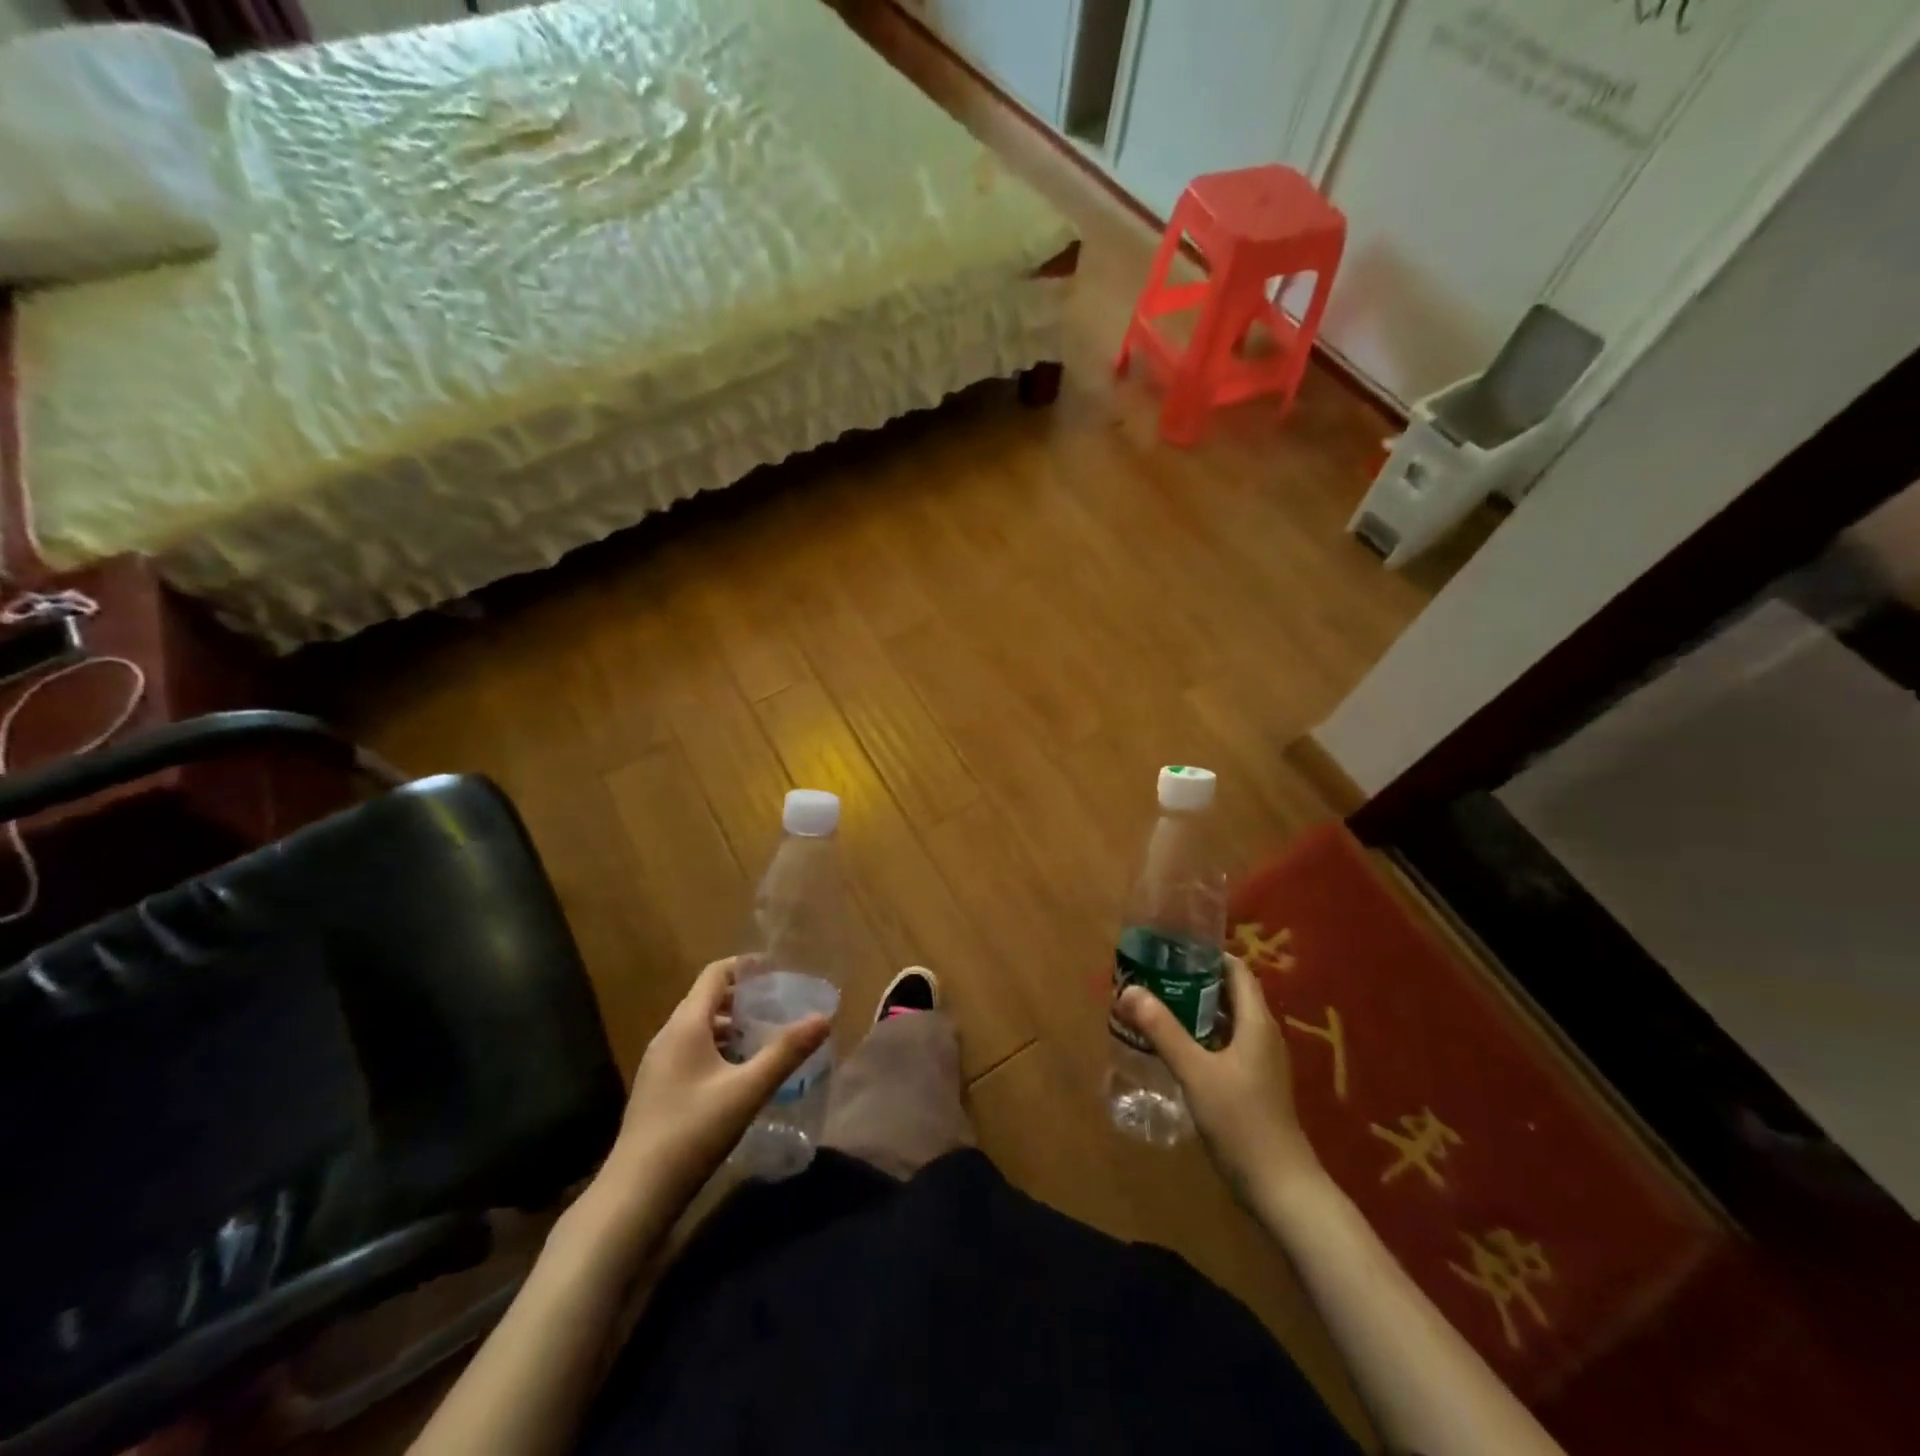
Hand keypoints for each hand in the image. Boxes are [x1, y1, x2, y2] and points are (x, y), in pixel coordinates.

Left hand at [599, 957, 830, 1217]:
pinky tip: (741, 1074)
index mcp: (686, 1025)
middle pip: (708, 999)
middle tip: (781, 1006)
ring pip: (700, 1028)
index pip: (715, 974)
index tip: (779, 971)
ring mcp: (659, 1065)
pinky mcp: (658, 1090)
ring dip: (733, 1026)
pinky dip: (720, 1049)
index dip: (747, 966)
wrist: (634, 1195)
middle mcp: (668, 1036)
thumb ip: (786, 1052)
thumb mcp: (747, 1091)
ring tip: (768, 1038)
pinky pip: (693, 1052)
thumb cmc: (692, 1133)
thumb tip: (823, 1018)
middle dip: (745, 998)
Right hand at [1117, 954, 1321, 1204]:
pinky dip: (1200, 1037)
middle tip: (1153, 975)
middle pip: (1229, 994)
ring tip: (1155, 1005)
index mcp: (1256, 1022)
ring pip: (1225, 1022)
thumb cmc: (1241, 1121)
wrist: (1281, 1188)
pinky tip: (1174, 1047)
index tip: (1171, 948)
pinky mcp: (1253, 1086)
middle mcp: (1262, 1035)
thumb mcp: (1195, 1072)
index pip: (1236, 970)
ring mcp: (1260, 1063)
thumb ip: (1162, 1030)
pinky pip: (1225, 1046)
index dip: (1208, 955)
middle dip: (1193, 981)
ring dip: (1194, 1010)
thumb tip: (1128, 990)